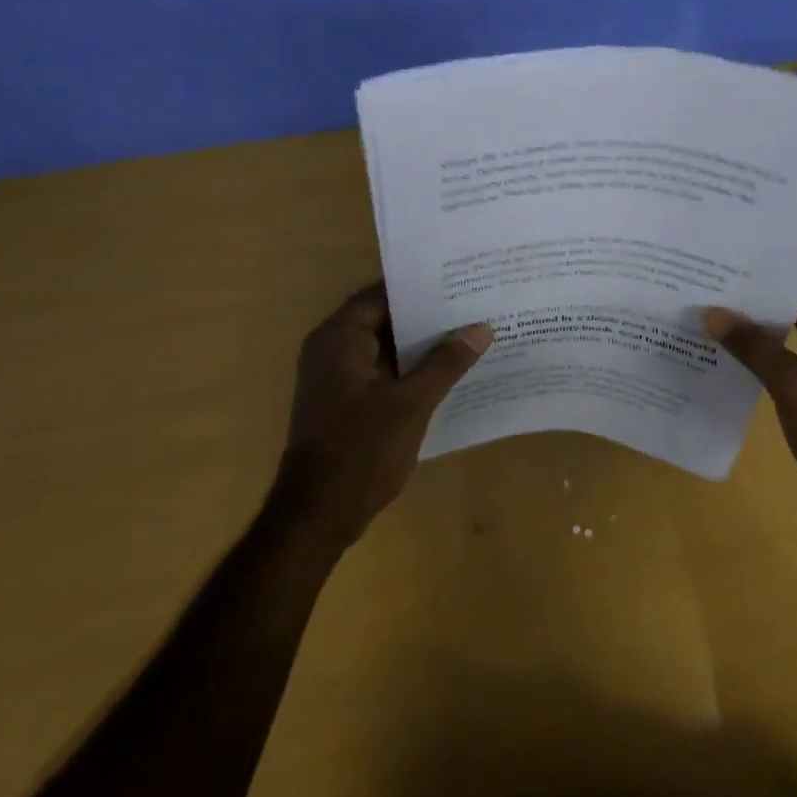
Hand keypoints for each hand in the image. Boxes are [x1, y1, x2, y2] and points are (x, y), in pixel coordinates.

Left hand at [277, 283, 491, 542]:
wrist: (317, 516)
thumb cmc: (360, 451)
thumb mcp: (411, 404)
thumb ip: (445, 363)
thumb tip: (480, 328)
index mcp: (339, 338)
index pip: (382, 293)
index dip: (421, 286)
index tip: (460, 280)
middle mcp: (332, 349)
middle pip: (384, 317)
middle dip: (427, 314)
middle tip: (474, 303)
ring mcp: (336, 377)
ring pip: (385, 345)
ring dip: (420, 343)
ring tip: (469, 332)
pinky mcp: (344, 401)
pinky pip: (381, 370)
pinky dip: (409, 367)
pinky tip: (448, 371)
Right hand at [704, 268, 796, 515]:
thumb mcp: (792, 383)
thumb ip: (751, 345)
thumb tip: (710, 313)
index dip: (767, 265)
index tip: (726, 258)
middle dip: (758, 289)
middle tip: (710, 277)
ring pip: (795, 317)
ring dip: (761, 315)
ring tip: (714, 301)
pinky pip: (795, 341)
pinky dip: (769, 339)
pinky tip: (733, 338)